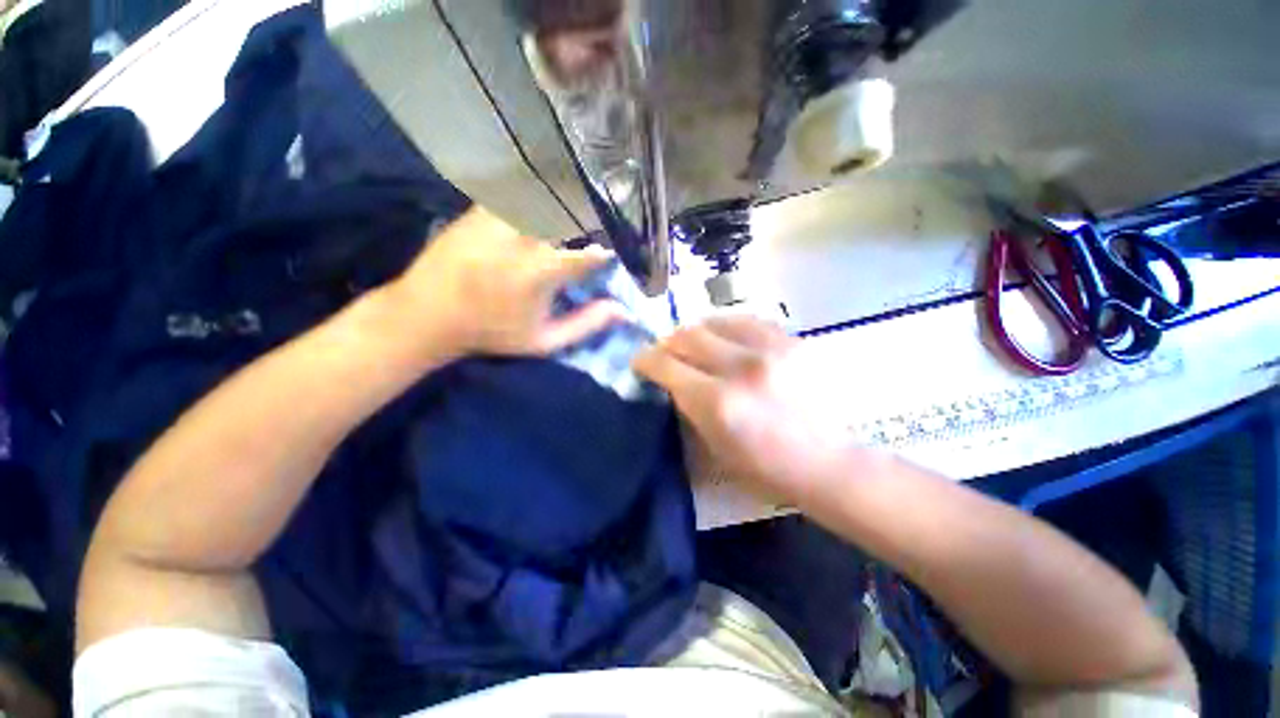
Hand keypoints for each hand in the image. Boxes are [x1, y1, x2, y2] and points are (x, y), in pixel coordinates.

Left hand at [387, 207, 622, 361]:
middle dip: (593, 217)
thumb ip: (585, 325)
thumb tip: (623, 310)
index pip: (591, 251)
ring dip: (568, 200)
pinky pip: (520, 192)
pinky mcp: (482, 208)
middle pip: (571, 212)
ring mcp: (500, 217)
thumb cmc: (491, 332)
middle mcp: (523, 237)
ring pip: (547, 195)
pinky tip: (546, 201)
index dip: (611, 250)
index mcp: (541, 271)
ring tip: (580, 206)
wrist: (427, 313)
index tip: (617, 255)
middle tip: (604, 222)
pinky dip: (540, 193)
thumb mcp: (543, 341)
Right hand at [633, 316, 854, 504]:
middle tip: (667, 353)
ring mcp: (771, 350)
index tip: (639, 361)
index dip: (645, 359)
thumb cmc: (765, 469)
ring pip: (715, 320)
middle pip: (687, 335)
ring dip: (697, 332)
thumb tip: (670, 380)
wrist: (828, 463)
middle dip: (667, 342)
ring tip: (697, 345)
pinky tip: (728, 340)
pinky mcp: (793, 341)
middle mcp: (741, 368)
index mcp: (717, 402)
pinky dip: (728, 327)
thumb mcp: (712, 448)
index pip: (665, 364)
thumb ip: (687, 407)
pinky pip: (747, 320)